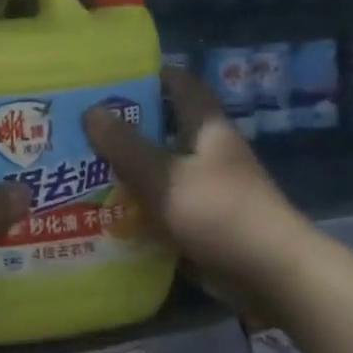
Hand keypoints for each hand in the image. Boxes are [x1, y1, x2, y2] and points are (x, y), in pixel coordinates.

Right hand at [83, 68, 296, 311]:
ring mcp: (209, 189)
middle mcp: (209, 152)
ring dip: (129, 170)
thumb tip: (91, 111)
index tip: (109, 78)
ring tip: (82, 168)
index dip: (149, 75)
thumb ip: (125, 145)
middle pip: (164, 128)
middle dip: (126, 127)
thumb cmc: (219, 213)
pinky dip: (140, 208)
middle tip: (81, 126)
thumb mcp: (163, 176)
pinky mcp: (205, 223)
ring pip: (161, 170)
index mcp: (206, 128)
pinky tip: (105, 213)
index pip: (180, 84)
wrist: (271, 277)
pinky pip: (165, 206)